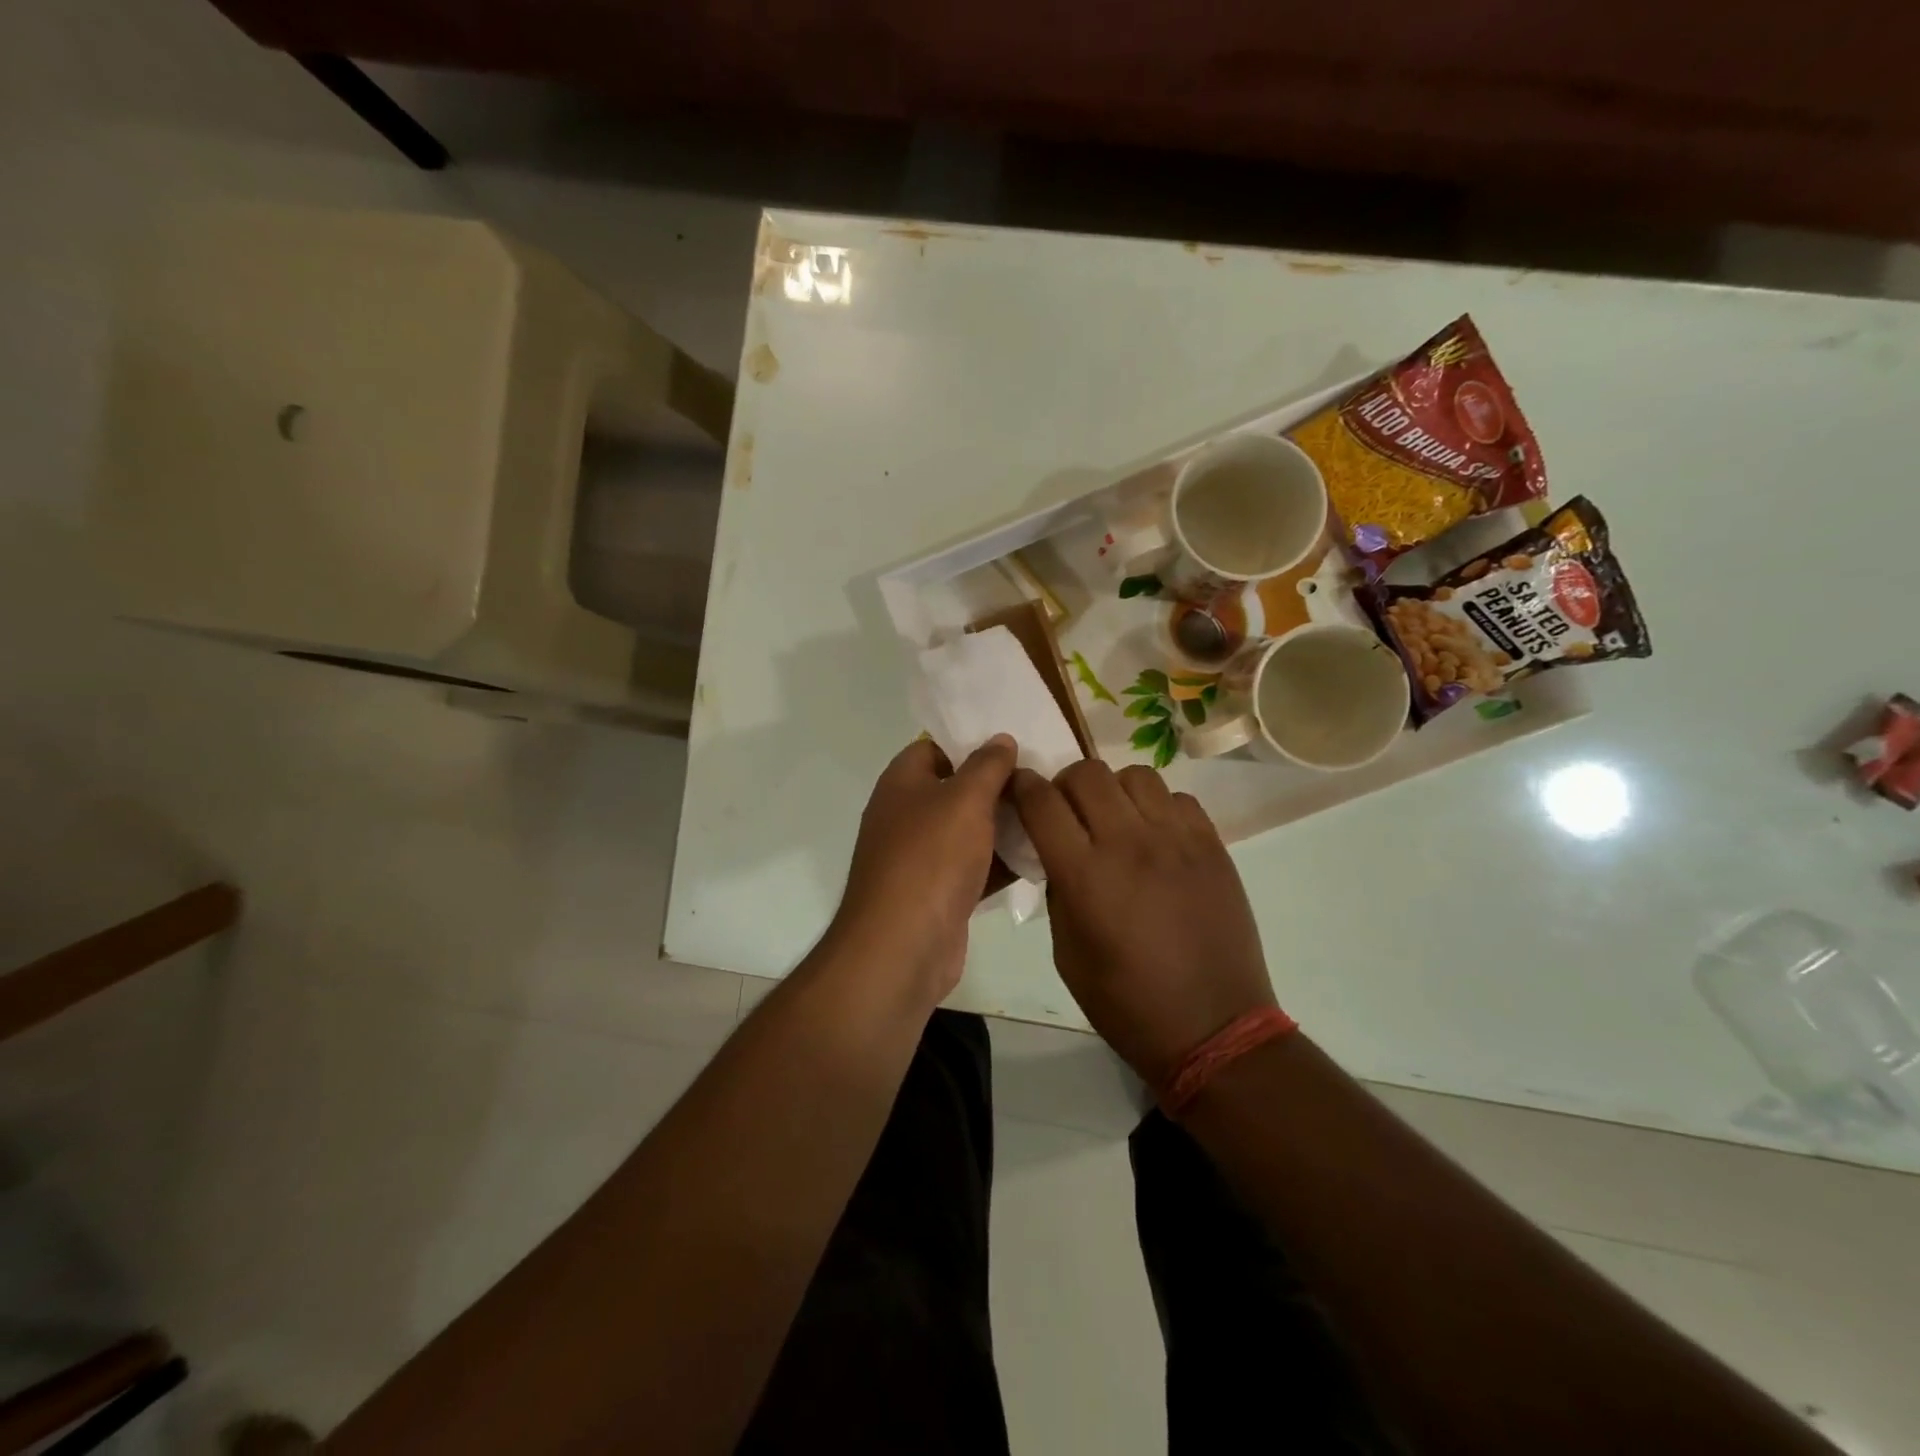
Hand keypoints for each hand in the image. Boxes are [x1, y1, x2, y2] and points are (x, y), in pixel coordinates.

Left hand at [830, 735, 1017, 1006]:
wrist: (904, 945)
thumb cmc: (931, 858)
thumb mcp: (965, 799)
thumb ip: (987, 765)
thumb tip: (1000, 738)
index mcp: (902, 784)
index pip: (934, 748)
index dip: (970, 744)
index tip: (1013, 748)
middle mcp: (906, 816)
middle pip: (955, 790)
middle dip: (996, 787)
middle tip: (1042, 781)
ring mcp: (921, 858)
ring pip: (968, 831)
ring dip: (1003, 827)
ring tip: (1049, 815)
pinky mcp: (939, 894)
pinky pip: (974, 868)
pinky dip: (1000, 864)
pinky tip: (1039, 857)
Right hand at [1011, 760, 1275, 1086]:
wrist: (1214, 1027)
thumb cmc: (1127, 1003)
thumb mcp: (1067, 955)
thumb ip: (1059, 891)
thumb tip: (1060, 854)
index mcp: (1085, 875)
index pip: (1042, 802)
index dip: (1022, 786)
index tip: (1018, 788)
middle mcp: (1130, 844)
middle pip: (1087, 773)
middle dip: (1065, 783)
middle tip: (1066, 809)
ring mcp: (1177, 840)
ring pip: (1135, 775)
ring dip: (1113, 789)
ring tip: (1115, 819)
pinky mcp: (1213, 846)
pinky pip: (1178, 798)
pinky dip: (1157, 807)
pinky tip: (1156, 836)